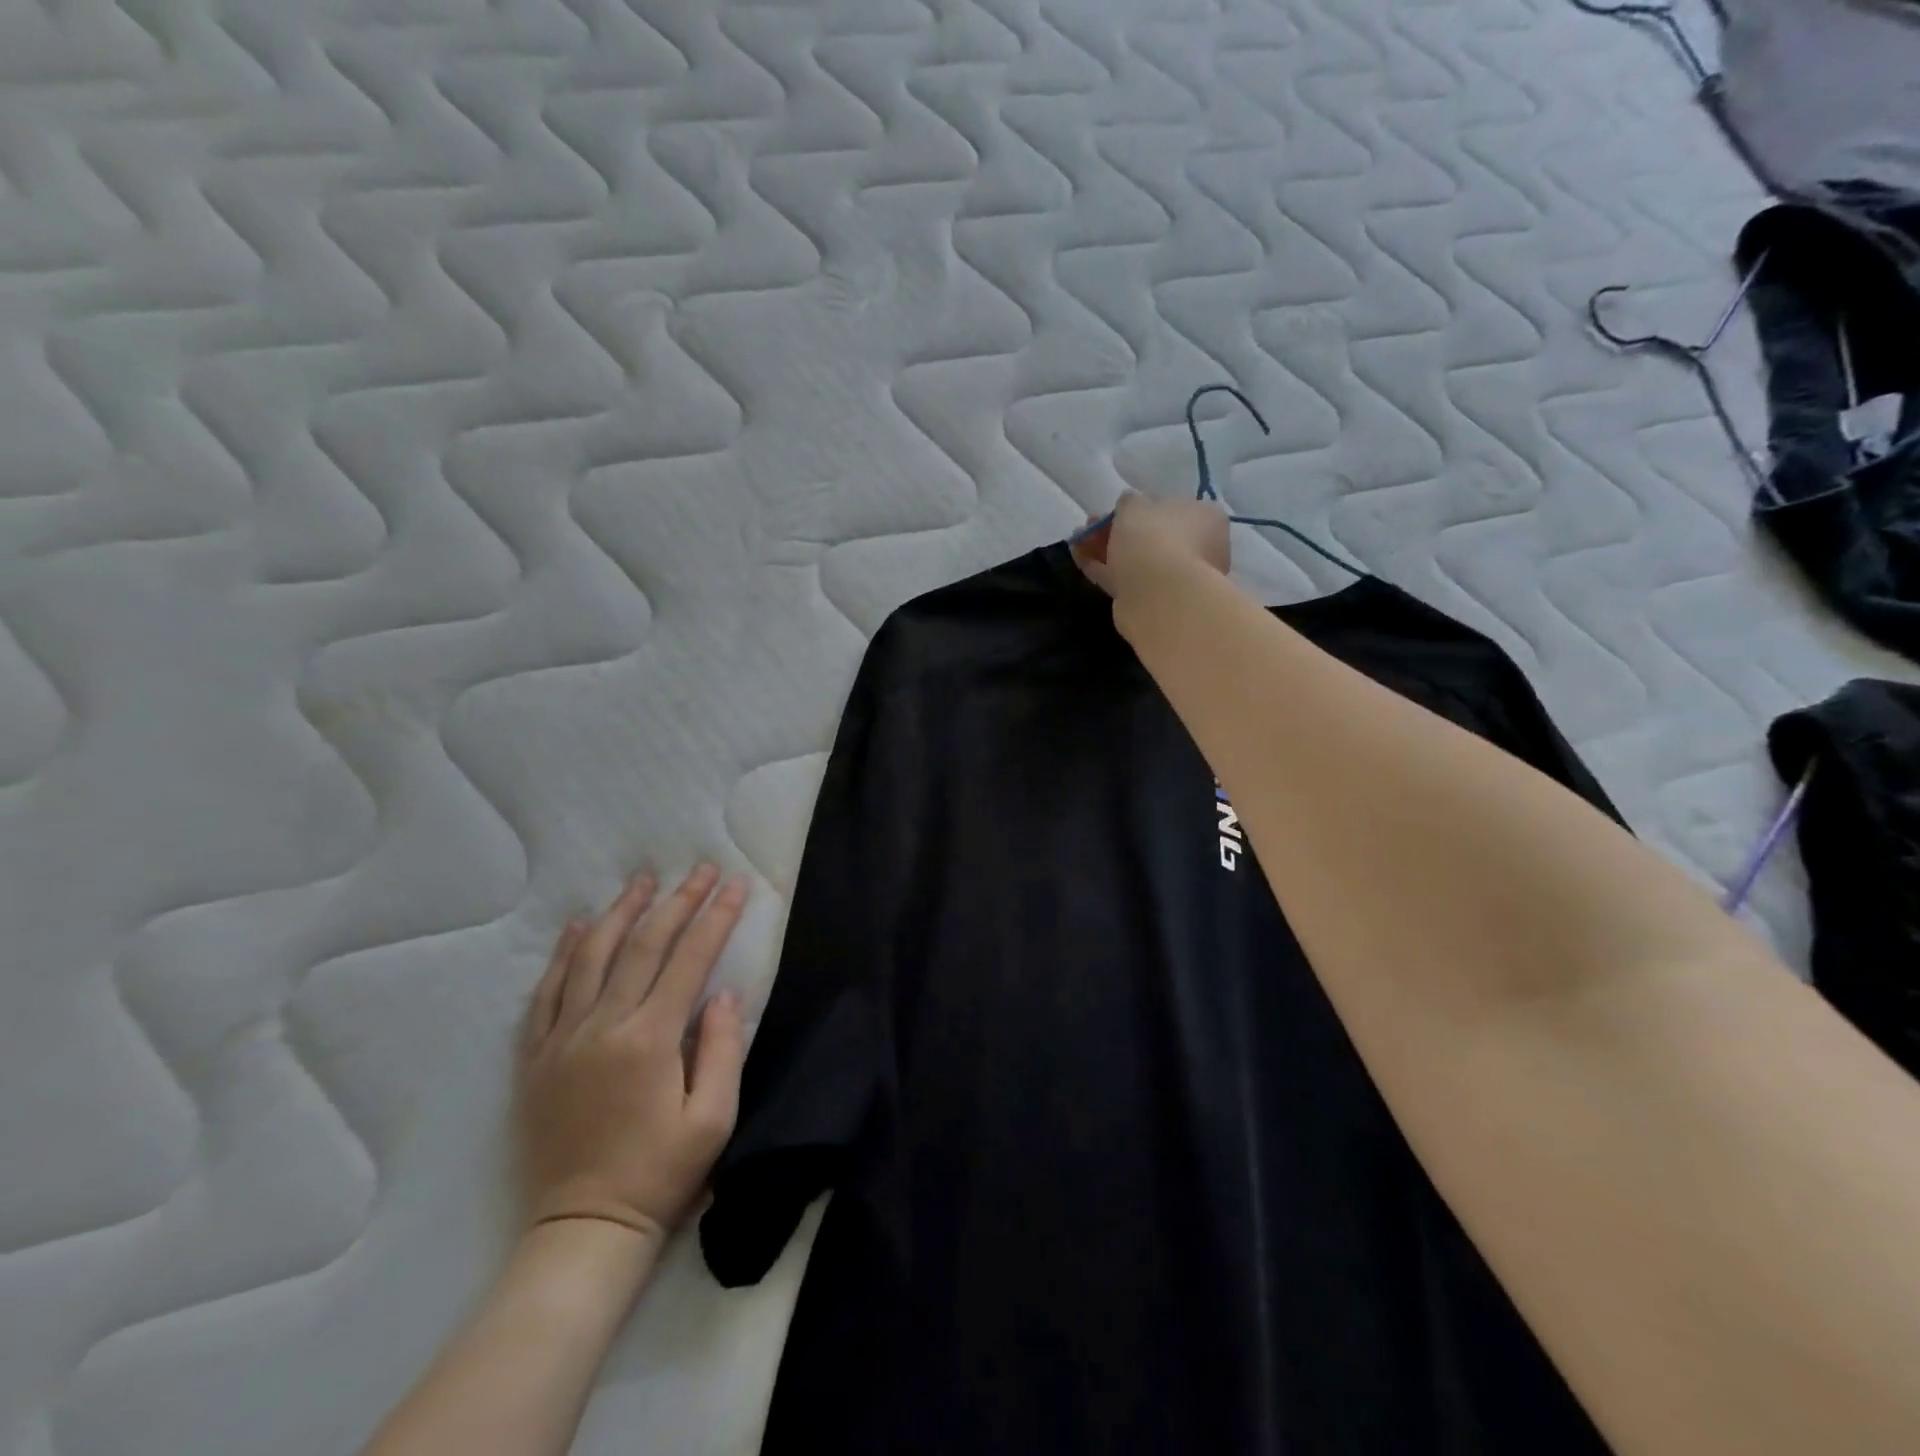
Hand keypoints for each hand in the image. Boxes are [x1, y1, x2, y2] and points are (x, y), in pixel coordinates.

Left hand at [517, 864, 748, 1240]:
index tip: (736, 886)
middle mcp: (602, 1027)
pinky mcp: (535, 1058)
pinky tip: (576, 927)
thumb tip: (724, 994)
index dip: (716, 918)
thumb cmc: (660, 1174)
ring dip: (619, 913)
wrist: (583, 1230)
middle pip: (642, 946)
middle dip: (677, 902)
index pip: (690, 960)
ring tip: (642, 881)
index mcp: (649, 1040)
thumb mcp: (713, 1119)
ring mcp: (562, 1040)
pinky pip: (545, 993)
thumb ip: (722, 1049)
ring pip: (590, 957)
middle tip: (700, 870)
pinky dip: (562, 955)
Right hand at [1071, 491, 1230, 599]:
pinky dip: (1103, 568)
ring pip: (1136, 558)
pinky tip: (1079, 557)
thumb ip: (1130, 501)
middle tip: (1090, 525)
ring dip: (1106, 548)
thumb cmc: (1153, 538)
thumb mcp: (1135, 505)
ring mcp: (1176, 577)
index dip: (1141, 508)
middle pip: (1151, 535)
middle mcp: (1198, 547)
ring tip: (1077, 540)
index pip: (1173, 507)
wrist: (1159, 595)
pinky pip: (1126, 578)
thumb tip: (1130, 503)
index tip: (1116, 510)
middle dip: (1118, 529)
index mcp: (1205, 518)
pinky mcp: (1154, 600)